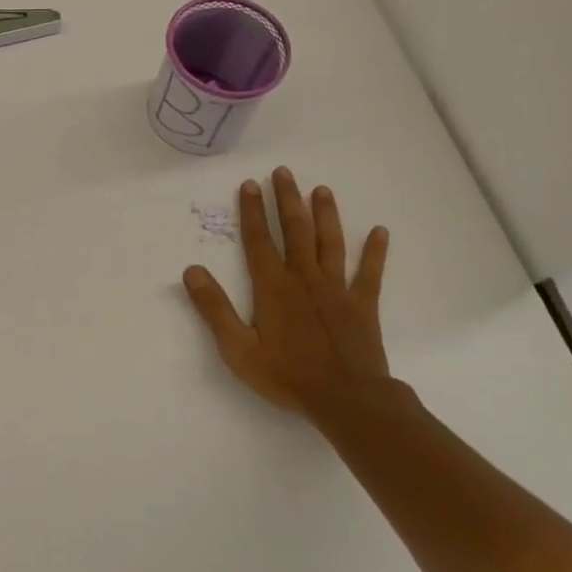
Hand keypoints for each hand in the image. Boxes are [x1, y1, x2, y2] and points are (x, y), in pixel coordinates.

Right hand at [182, 167, 394, 432]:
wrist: (345, 399)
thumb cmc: (286, 376)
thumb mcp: (237, 348)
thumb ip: (214, 308)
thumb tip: (191, 270)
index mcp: (273, 288)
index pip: (258, 241)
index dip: (252, 212)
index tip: (250, 184)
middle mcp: (304, 279)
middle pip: (295, 231)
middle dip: (287, 200)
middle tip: (284, 172)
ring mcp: (337, 289)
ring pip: (329, 243)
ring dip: (325, 215)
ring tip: (322, 190)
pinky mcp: (362, 305)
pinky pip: (370, 273)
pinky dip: (374, 252)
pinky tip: (379, 231)